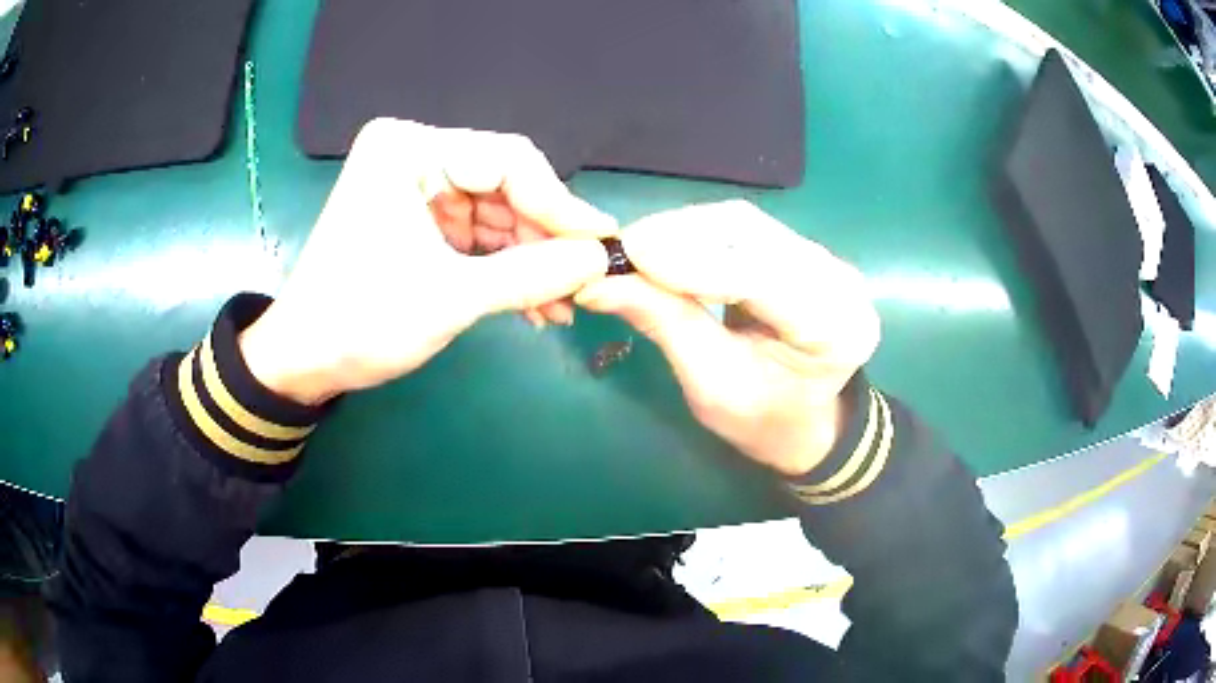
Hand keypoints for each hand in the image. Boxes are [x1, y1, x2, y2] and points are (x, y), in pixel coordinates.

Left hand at [239, 119, 614, 404]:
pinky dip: (504, 268)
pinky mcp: (418, 220)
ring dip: (529, 260)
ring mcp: (416, 188)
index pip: (506, 160)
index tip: (600, 245)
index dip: (558, 204)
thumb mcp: (450, 297)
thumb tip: (600, 257)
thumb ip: (532, 273)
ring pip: (496, 214)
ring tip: (561, 306)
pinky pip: (476, 235)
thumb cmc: (361, 320)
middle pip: (504, 186)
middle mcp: (414, 156)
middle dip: (543, 240)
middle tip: (582, 282)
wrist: (305, 361)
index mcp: (408, 150)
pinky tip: (534, 303)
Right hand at [576, 200, 879, 475]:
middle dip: (681, 235)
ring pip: (746, 223)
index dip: (692, 260)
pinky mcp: (806, 251)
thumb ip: (665, 325)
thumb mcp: (711, 386)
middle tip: (624, 250)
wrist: (805, 421)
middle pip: (754, 234)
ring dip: (685, 230)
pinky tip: (668, 246)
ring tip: (638, 249)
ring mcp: (827, 260)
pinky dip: (699, 233)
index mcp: (834, 329)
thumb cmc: (763, 419)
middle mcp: (840, 282)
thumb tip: (596, 281)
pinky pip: (746, 228)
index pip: (761, 276)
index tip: (629, 255)